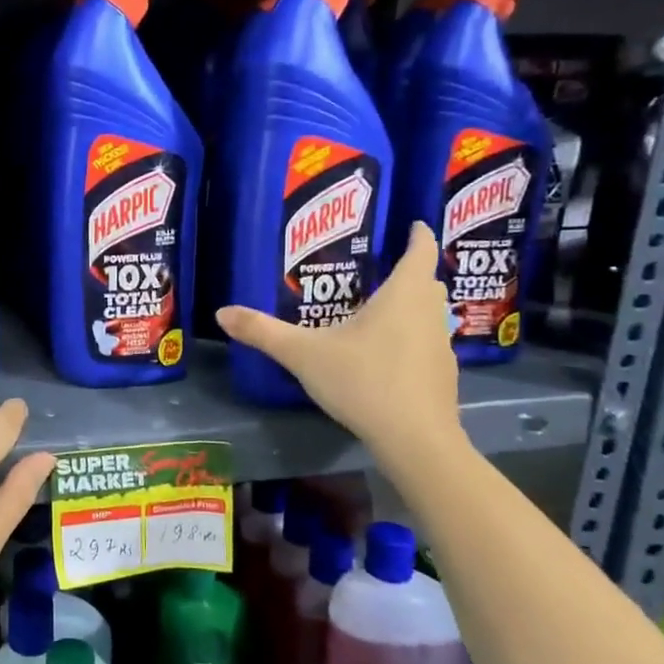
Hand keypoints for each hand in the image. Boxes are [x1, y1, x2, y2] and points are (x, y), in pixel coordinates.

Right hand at [217, 223, 461, 458]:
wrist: (415, 439)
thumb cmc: (363, 381)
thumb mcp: (304, 354)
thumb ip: (263, 332)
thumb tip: (221, 312)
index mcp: (403, 295)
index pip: (420, 250)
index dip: (418, 233)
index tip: (413, 223)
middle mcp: (429, 313)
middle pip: (427, 282)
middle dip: (411, 270)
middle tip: (381, 267)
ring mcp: (441, 346)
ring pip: (430, 313)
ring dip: (413, 306)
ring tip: (381, 309)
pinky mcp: (442, 375)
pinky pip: (428, 343)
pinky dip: (412, 339)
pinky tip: (387, 355)